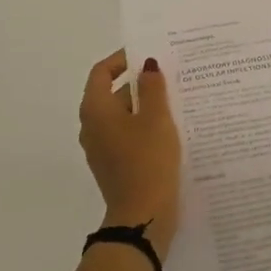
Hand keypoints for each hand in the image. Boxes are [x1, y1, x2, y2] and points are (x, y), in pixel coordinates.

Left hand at [78, 51, 181, 255]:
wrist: (142, 216)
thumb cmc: (148, 161)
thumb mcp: (156, 119)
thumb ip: (153, 88)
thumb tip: (147, 65)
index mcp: (96, 110)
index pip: (102, 72)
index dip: (122, 59)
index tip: (148, 54)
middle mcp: (92, 127)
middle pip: (113, 94)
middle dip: (140, 84)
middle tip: (172, 77)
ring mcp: (101, 149)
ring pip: (123, 117)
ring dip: (146, 107)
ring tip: (178, 102)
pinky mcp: (115, 166)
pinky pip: (128, 137)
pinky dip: (145, 128)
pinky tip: (172, 131)